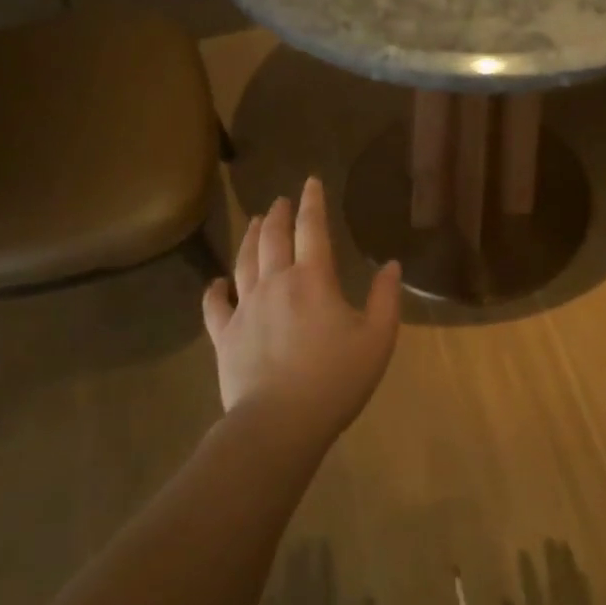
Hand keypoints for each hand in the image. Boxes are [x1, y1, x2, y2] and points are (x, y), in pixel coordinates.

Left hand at [202, 176, 402, 446]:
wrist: (279, 423)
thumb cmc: (335, 380)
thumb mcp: (377, 339)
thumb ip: (386, 299)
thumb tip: (391, 265)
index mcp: (313, 279)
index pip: (312, 229)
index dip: (312, 202)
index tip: (310, 182)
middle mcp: (275, 283)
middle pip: (272, 237)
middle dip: (277, 214)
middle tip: (280, 200)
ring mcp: (245, 308)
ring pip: (243, 261)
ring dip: (249, 237)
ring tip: (253, 222)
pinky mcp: (225, 335)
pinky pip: (215, 305)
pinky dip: (214, 290)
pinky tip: (215, 282)